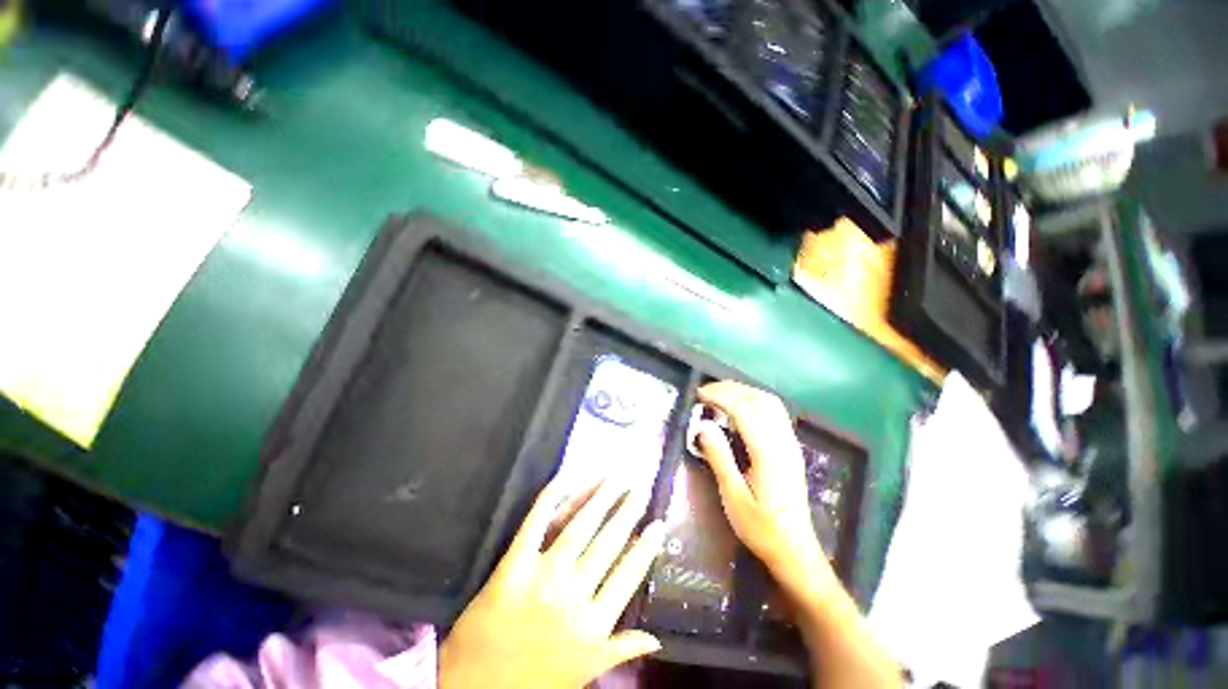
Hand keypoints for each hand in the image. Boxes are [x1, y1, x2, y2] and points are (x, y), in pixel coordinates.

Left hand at [439, 477, 666, 688]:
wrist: (482, 682)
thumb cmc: (536, 680)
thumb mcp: (586, 671)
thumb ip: (621, 650)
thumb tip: (657, 639)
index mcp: (596, 621)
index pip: (628, 575)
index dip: (645, 549)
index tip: (659, 524)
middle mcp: (575, 593)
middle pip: (607, 546)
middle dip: (627, 514)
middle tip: (641, 485)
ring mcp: (542, 577)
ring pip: (578, 531)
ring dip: (598, 501)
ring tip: (616, 478)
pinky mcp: (510, 568)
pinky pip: (532, 528)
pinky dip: (548, 503)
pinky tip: (564, 482)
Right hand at [695, 381, 835, 597]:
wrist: (792, 546)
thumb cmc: (760, 527)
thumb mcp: (733, 497)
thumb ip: (720, 458)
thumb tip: (703, 427)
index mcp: (769, 452)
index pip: (746, 410)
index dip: (722, 397)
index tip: (699, 394)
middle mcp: (784, 442)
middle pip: (762, 401)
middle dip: (734, 389)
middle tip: (706, 392)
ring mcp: (791, 445)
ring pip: (772, 405)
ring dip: (747, 394)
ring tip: (721, 398)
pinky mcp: (792, 452)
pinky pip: (777, 416)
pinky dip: (757, 405)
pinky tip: (742, 415)